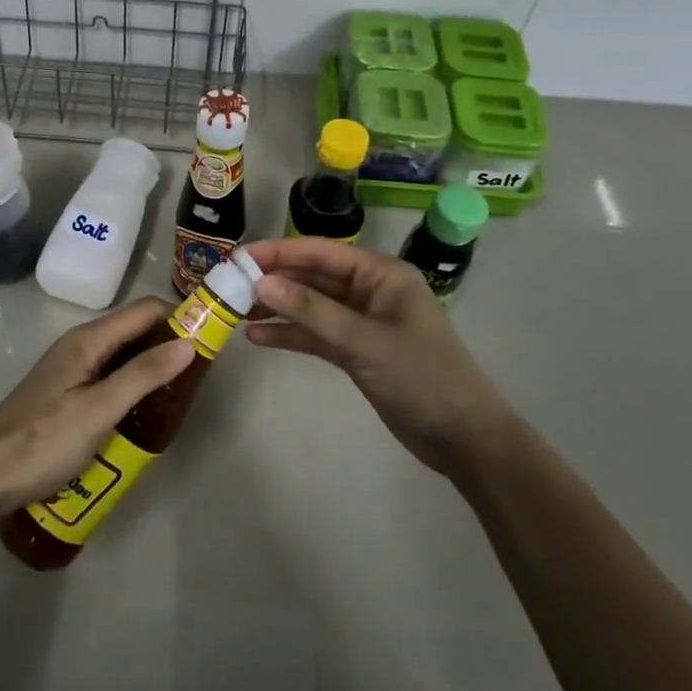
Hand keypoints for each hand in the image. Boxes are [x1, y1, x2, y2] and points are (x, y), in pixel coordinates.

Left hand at [0, 297, 193, 517]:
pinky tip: (144, 412)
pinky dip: (133, 385)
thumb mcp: (99, 409)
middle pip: (135, 330)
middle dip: (169, 344)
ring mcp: (71, 369)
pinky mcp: (67, 393)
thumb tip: (188, 342)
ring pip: (123, 356)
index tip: (210, 340)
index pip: (145, 311)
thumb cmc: (44, 440)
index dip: (179, 317)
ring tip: (179, 396)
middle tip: (198, 376)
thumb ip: (143, 375)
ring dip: (152, 367)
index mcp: (88, 340)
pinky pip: (109, 377)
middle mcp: (81, 345)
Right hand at [244, 238, 508, 472]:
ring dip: (277, 308)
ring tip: (234, 310)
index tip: (238, 257)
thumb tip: (261, 283)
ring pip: (310, 306)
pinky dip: (290, 334)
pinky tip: (258, 337)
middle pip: (312, 278)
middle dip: (273, 280)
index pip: (320, 253)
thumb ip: (312, 311)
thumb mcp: (364, 341)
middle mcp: (369, 291)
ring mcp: (362, 322)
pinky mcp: (356, 351)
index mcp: (380, 274)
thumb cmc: (421, 377)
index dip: (278, 252)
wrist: (463, 438)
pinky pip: (316, 334)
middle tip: (228, 285)